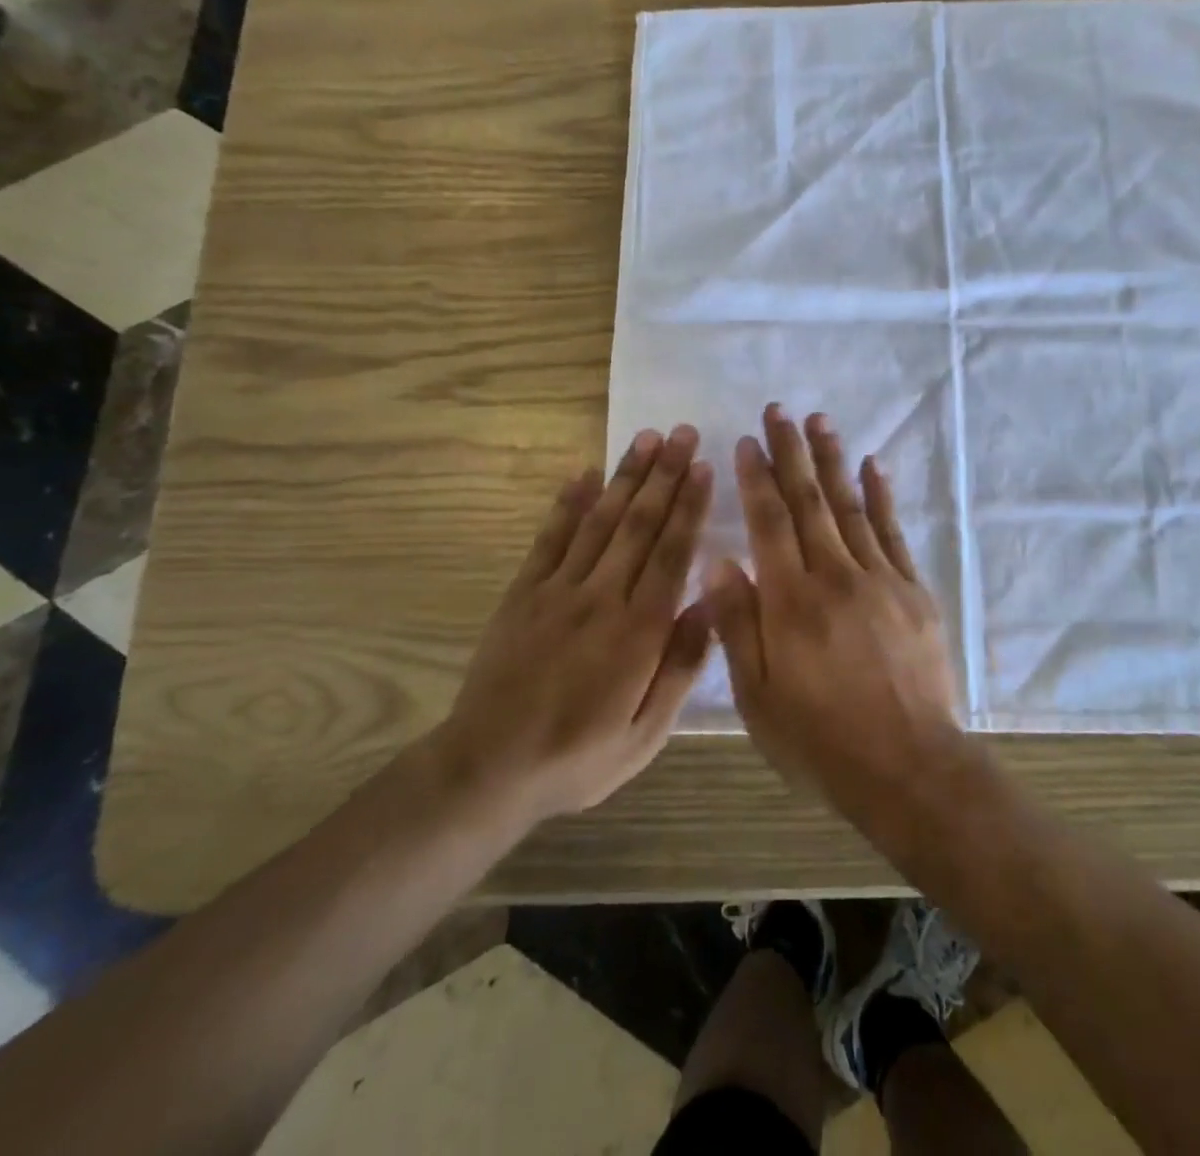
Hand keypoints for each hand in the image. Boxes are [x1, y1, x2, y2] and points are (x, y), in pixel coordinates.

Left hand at [428, 425, 714, 826]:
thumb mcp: (647, 733)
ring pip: (600, 521)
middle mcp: (602, 597)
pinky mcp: (523, 593)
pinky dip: (567, 503)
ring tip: (645, 438)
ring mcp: (558, 590)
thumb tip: (710, 604)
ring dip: (625, 476)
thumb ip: (681, 666)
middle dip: (664, 475)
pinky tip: (583, 473)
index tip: (703, 466)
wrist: (489, 767)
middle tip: (682, 432)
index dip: (690, 506)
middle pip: (639, 524)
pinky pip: (549, 538)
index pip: (672, 552)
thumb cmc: (579, 756)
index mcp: (639, 630)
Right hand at [708, 405, 964, 822]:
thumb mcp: (758, 695)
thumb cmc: (820, 739)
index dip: (756, 478)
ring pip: (851, 506)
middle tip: (780, 411)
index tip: (747, 442)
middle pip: (809, 501)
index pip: (769, 522)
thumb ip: (737, 622)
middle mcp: (835, 576)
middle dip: (792, 452)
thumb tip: (719, 559)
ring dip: (833, 461)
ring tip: (820, 422)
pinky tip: (873, 466)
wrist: (907, 766)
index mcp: (791, 601)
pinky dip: (882, 496)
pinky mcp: (912, 590)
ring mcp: (879, 579)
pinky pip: (893, 532)